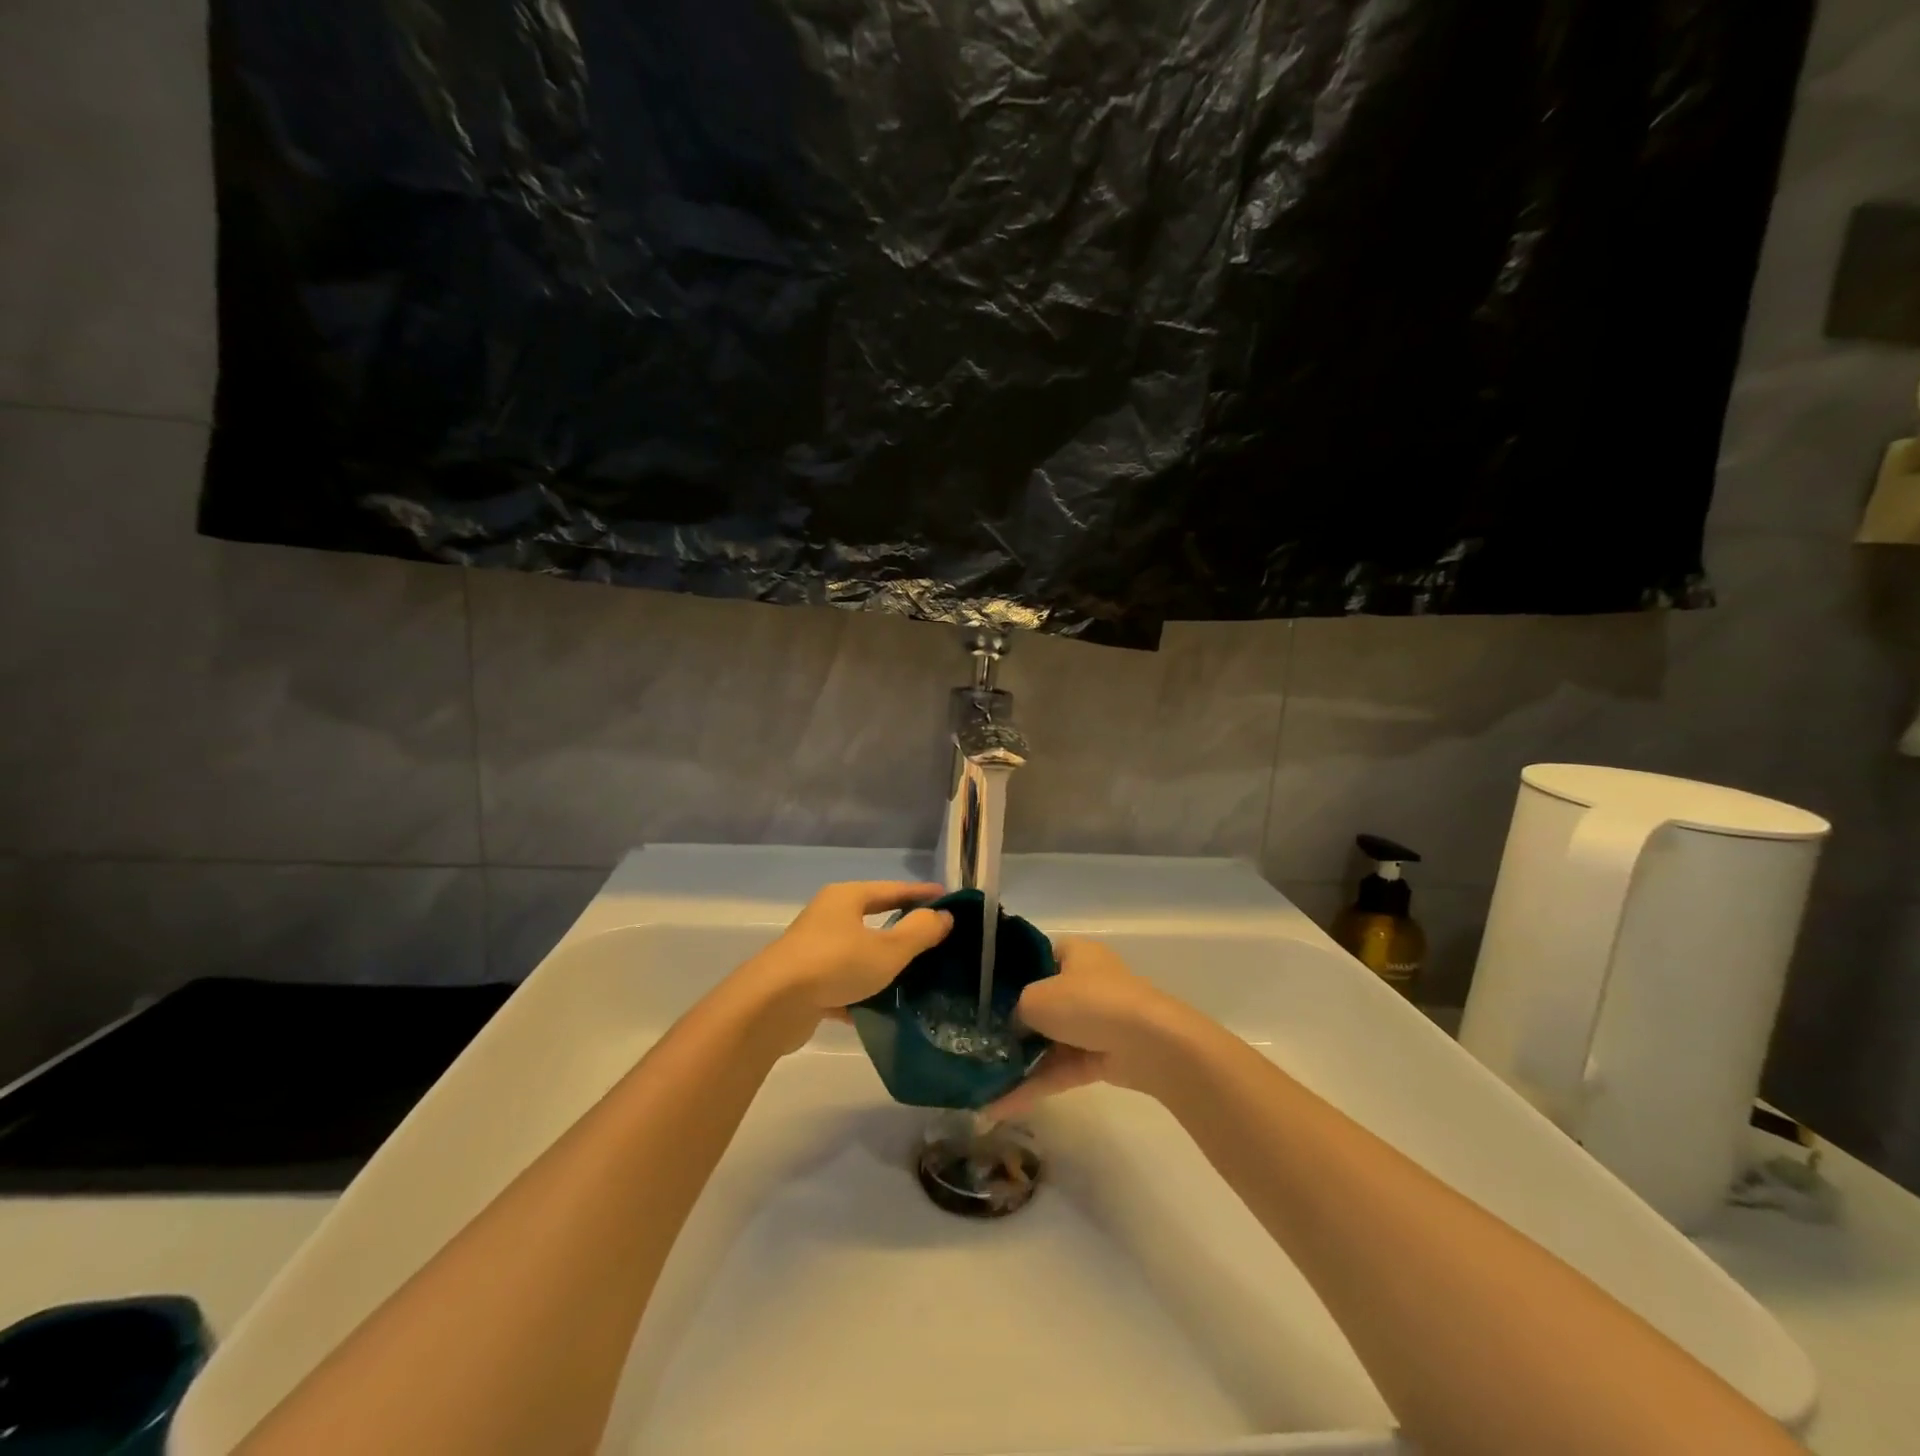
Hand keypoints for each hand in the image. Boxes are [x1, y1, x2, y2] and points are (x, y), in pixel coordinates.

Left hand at [737, 881, 952, 1046]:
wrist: (771, 1006)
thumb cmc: (835, 965)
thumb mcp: (887, 950)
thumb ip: (919, 932)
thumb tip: (942, 916)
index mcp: (847, 898)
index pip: (892, 890)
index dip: (921, 894)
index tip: (946, 899)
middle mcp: (827, 917)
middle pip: (872, 918)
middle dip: (901, 928)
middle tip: (932, 938)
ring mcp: (812, 950)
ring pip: (856, 953)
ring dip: (880, 964)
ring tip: (913, 978)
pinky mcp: (803, 982)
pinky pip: (841, 983)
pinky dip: (860, 993)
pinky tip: (879, 1011)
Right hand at [988, 938, 1191, 1118]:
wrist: (1147, 1044)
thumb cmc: (1088, 1002)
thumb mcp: (1036, 997)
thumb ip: (1015, 1010)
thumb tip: (1012, 1027)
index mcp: (1074, 954)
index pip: (1036, 958)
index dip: (1010, 975)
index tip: (983, 996)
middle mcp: (1085, 982)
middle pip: (1041, 1003)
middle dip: (1012, 1025)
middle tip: (976, 1041)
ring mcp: (1095, 1022)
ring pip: (1049, 1040)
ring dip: (1019, 1062)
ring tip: (981, 1081)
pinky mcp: (1101, 1057)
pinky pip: (1060, 1069)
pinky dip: (1034, 1084)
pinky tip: (1000, 1105)